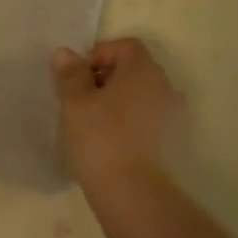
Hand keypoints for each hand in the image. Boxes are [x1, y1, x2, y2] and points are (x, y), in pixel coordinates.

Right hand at [51, 38, 182, 192]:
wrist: (131, 192)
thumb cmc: (101, 137)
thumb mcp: (75, 102)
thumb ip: (71, 74)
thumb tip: (65, 54)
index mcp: (144, 70)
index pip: (125, 46)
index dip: (99, 54)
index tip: (77, 77)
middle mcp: (164, 86)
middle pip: (133, 69)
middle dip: (105, 78)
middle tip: (79, 98)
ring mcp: (171, 115)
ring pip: (139, 95)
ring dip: (116, 101)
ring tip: (90, 121)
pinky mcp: (169, 141)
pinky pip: (145, 118)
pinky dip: (126, 121)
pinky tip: (106, 140)